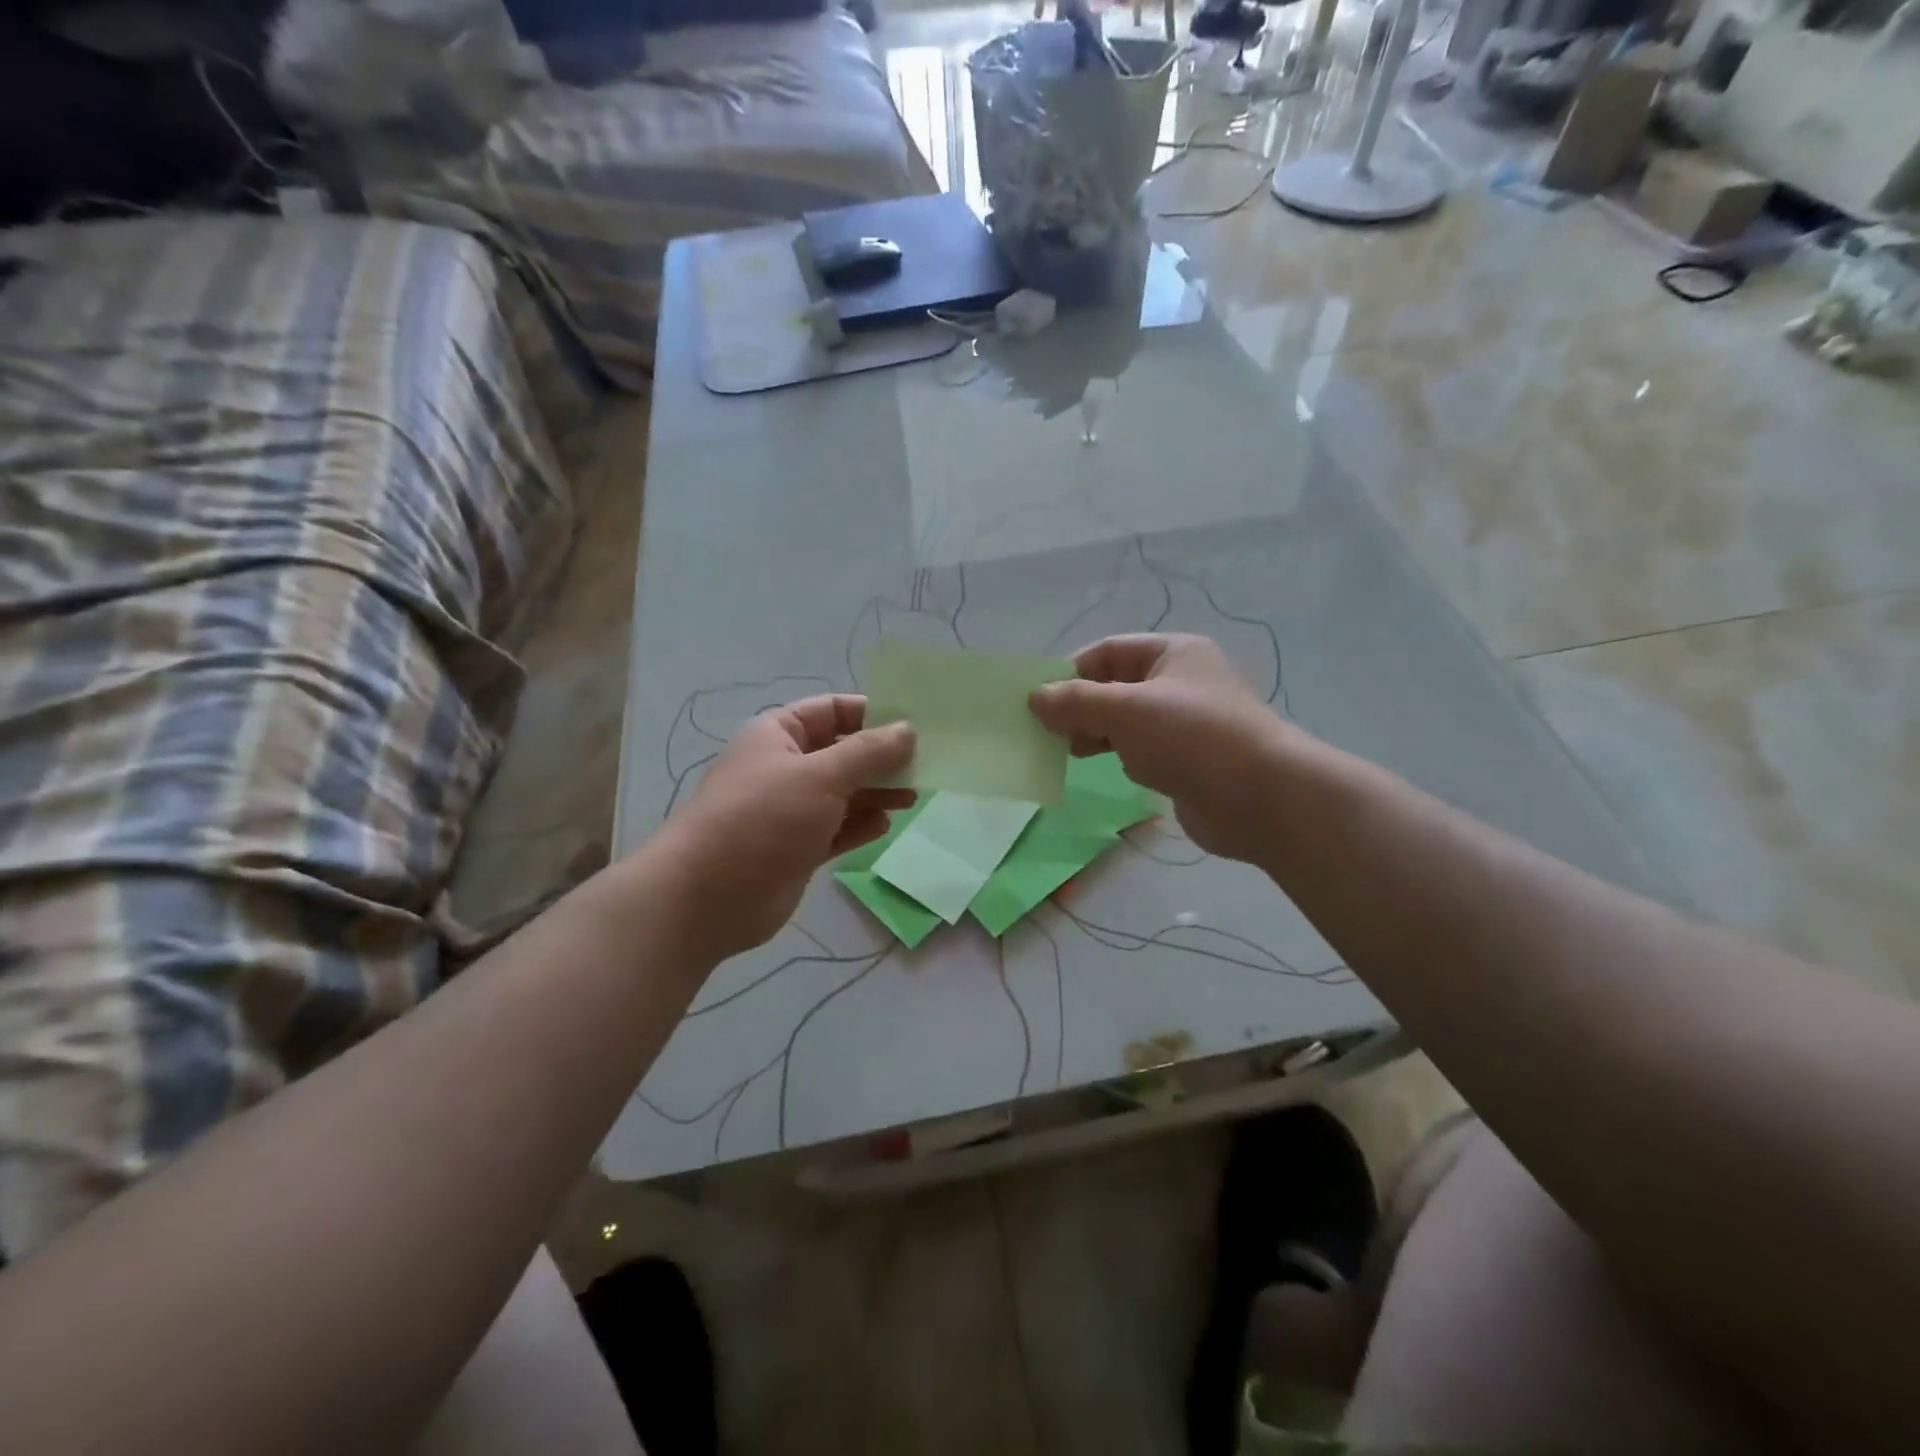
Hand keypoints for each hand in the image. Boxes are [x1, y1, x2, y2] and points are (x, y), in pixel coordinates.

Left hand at [664, 695, 913, 958]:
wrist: (708, 896)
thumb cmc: (763, 819)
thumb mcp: (821, 776)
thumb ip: (869, 753)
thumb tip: (908, 730)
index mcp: (780, 735)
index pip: (833, 711)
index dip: (872, 714)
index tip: (914, 725)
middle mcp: (786, 767)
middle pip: (843, 753)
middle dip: (881, 758)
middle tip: (924, 765)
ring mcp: (791, 810)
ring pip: (844, 793)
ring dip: (877, 792)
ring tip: (913, 796)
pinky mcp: (798, 848)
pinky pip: (837, 828)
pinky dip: (860, 825)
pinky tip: (885, 824)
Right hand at [1029, 634, 1296, 862]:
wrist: (1262, 799)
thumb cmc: (1193, 739)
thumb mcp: (1126, 710)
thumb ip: (1076, 702)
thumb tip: (1035, 698)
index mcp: (1173, 653)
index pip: (1108, 651)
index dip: (1070, 671)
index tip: (1038, 699)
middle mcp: (1180, 682)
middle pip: (1114, 686)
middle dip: (1079, 706)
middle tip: (1048, 731)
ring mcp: (1184, 724)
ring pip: (1124, 721)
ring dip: (1094, 732)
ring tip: (1068, 751)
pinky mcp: (1185, 761)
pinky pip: (1139, 750)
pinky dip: (1116, 755)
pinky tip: (1102, 768)